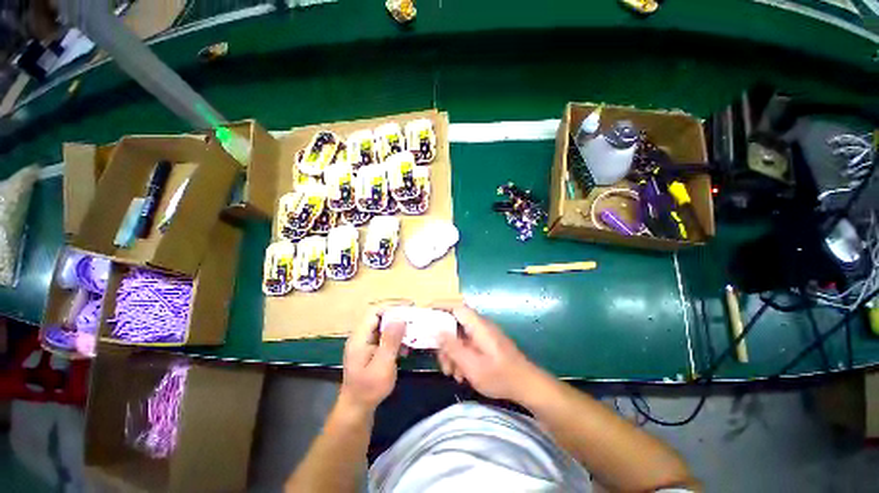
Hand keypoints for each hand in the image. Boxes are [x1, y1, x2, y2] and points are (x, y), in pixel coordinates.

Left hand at [339, 302, 408, 414]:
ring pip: (382, 326)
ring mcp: (365, 344)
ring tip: (413, 329)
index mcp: (360, 337)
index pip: (374, 311)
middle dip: (397, 314)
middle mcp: (361, 337)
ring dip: (397, 326)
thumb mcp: (382, 365)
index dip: (391, 306)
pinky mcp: (370, 351)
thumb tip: (399, 318)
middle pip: (378, 317)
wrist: (357, 409)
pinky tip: (406, 345)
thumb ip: (390, 340)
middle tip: (414, 317)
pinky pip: (384, 337)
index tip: (409, 307)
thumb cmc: (369, 388)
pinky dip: (395, 337)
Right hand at [433, 301, 542, 401]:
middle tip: (442, 362)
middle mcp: (480, 325)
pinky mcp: (485, 343)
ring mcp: (483, 335)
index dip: (440, 306)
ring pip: (459, 336)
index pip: (456, 306)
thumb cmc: (500, 376)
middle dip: (444, 342)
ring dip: (452, 353)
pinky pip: (468, 344)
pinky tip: (462, 374)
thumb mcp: (472, 365)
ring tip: (452, 374)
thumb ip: (452, 347)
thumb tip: (435, 329)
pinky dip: (461, 356)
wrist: (527, 385)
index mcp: (478, 325)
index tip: (425, 313)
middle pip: (455, 324)